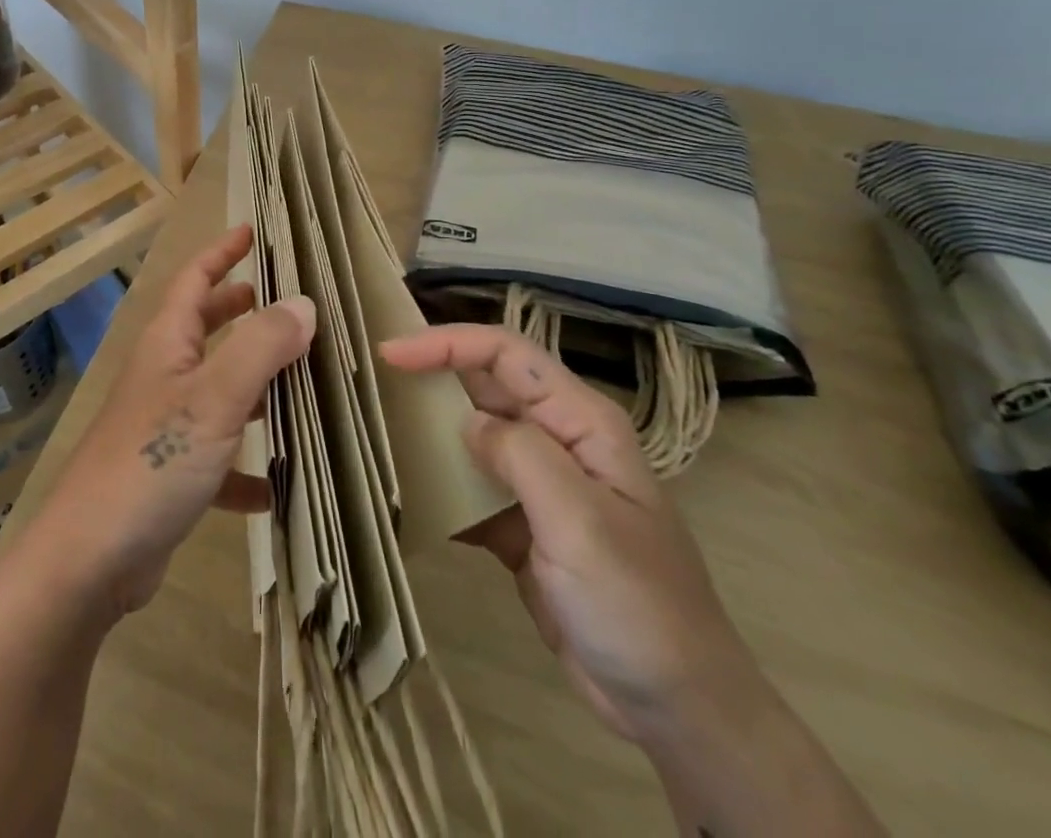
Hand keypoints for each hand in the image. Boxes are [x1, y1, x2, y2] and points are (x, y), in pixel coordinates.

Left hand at [34, 225, 312, 620]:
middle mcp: (164, 377)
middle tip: (286, 303)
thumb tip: (303, 304)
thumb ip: (261, 347)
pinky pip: (220, 459)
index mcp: (168, 344)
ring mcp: (165, 427)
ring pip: (219, 391)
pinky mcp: (171, 477)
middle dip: (242, 310)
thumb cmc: (151, 462)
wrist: (89, 561)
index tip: (253, 232)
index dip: (222, 252)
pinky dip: (247, 466)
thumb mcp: (215, 398)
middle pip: (206, 328)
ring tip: (303, 383)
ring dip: (255, 385)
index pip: (194, 279)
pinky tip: (278, 486)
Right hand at [381, 324, 760, 744]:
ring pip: (473, 434)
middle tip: (373, 379)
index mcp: (581, 421)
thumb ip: (519, 455)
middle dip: (432, 374)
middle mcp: (558, 440)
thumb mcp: (580, 522)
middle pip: (485, 385)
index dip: (447, 343)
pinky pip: (471, 487)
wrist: (677, 708)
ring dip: (430, 429)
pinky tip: (406, 493)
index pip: (505, 353)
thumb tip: (466, 422)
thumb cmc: (638, 605)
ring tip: (377, 425)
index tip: (391, 354)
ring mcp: (540, 485)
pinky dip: (439, 485)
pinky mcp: (523, 526)